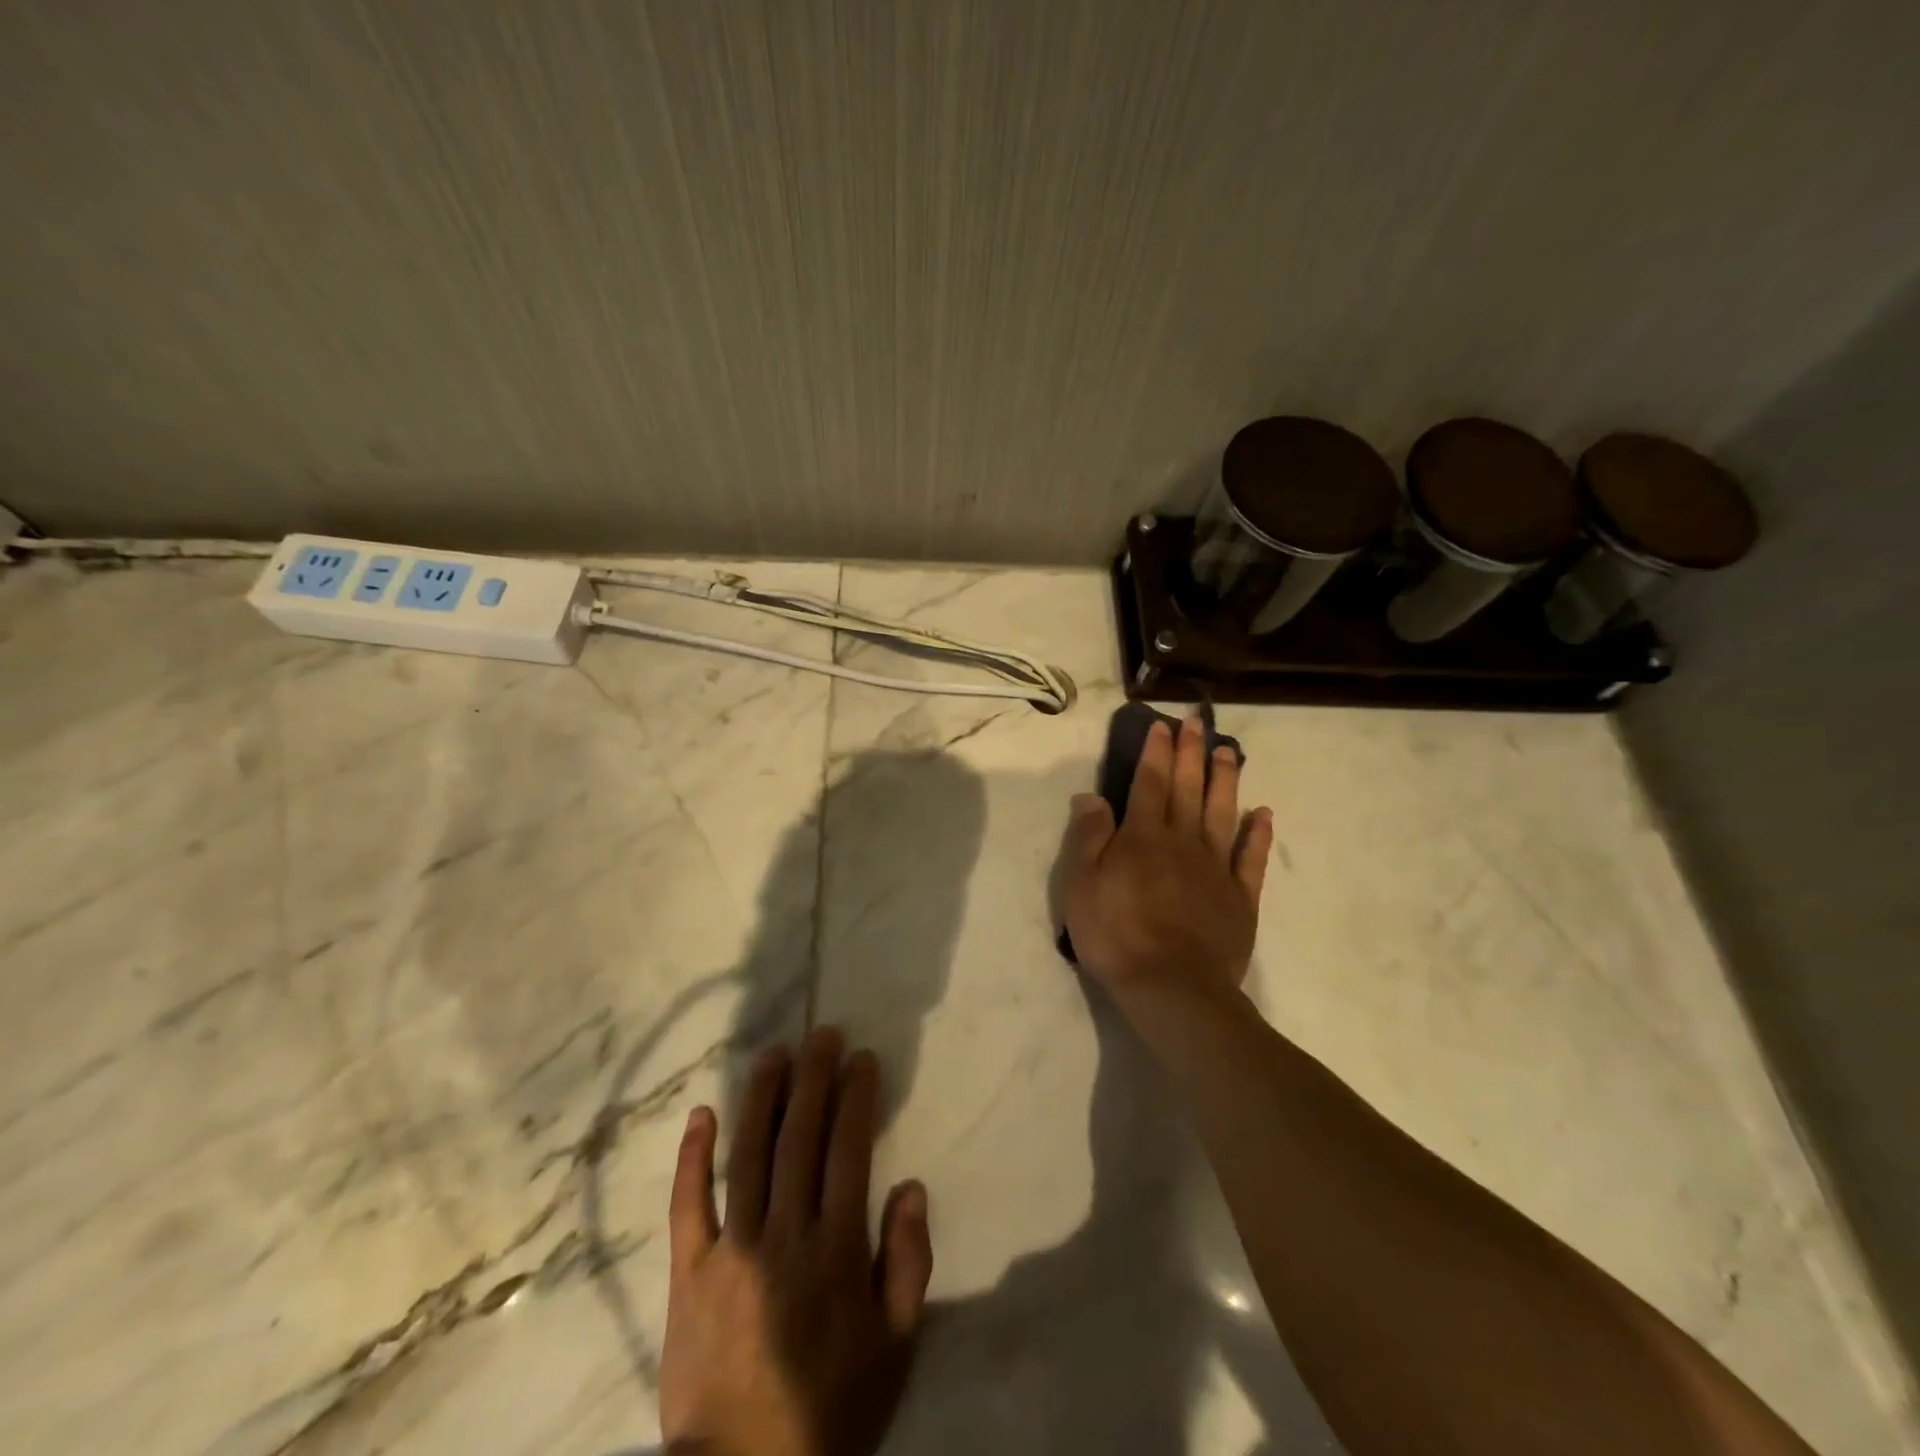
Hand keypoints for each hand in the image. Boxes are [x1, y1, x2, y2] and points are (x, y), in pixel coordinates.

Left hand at [660, 1028, 933, 1455]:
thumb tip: (911, 1186)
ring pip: (748, 1154)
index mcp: (836, 1249)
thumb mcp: (896, 1345)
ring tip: (774, 1053)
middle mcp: (784, 1234)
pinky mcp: (689, 1272)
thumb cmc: (832, 1409)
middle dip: (814, 1078)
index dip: (856, 1097)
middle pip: (800, 1137)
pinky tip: (701, 1113)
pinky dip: (694, 1156)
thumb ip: (909, 1261)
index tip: (862, 1058)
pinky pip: (688, 1204)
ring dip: (762, 1096)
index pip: (848, 1150)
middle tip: (822, 1034)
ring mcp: (731, 1249)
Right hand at [1056, 714, 1273, 1002]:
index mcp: (1143, 837)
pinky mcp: (1240, 897)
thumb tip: (1091, 796)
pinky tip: (1263, 814)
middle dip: (1192, 753)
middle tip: (1198, 723)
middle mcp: (1183, 841)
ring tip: (1231, 752)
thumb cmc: (1115, 934)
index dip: (1156, 753)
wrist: (1171, 988)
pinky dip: (1258, 834)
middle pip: (1188, 789)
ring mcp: (1216, 868)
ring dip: (1226, 780)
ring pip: (1223, 813)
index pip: (1150, 783)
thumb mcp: (1081, 885)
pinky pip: (1251, 858)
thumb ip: (1088, 837)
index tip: (1162, 727)